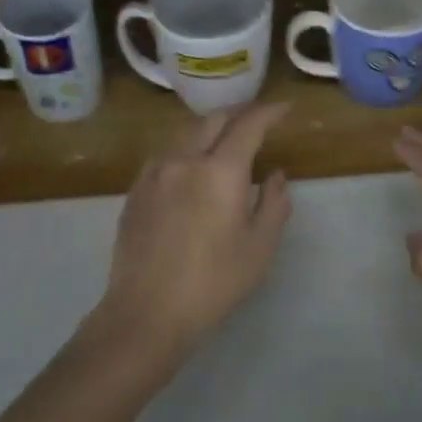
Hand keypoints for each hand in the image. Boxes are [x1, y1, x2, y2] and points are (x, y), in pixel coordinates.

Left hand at [92, 102, 292, 364]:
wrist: (146, 313)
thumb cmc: (213, 282)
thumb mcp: (260, 247)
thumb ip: (274, 204)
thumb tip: (277, 175)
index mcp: (220, 170)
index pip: (249, 124)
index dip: (269, 112)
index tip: (285, 109)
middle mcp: (184, 160)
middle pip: (214, 120)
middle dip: (239, 114)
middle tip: (258, 120)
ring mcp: (154, 173)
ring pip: (186, 134)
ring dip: (211, 129)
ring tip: (226, 140)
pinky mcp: (135, 191)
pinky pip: (166, 155)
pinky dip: (187, 149)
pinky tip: (192, 168)